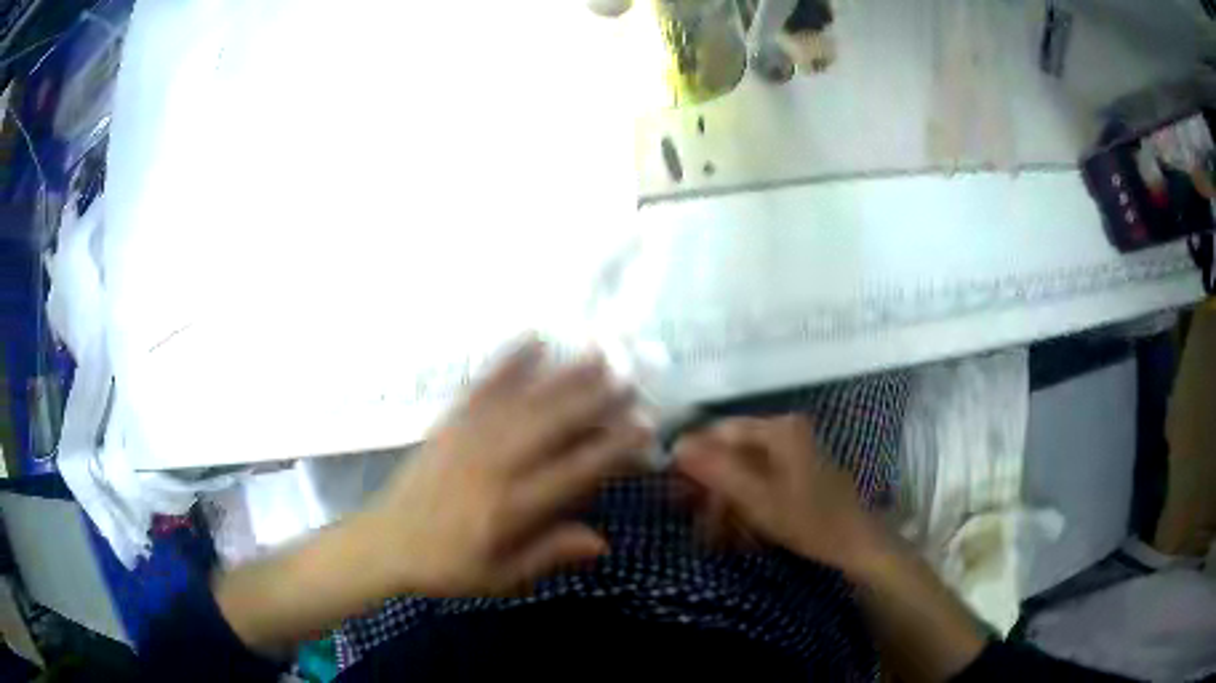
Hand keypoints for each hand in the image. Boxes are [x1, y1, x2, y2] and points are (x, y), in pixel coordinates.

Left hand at [361, 340, 652, 596]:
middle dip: (596, 400)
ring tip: (597, 353)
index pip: (572, 472)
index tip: (643, 428)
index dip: (612, 448)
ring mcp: (469, 438)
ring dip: (564, 375)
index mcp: (510, 508)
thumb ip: (549, 555)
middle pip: (552, 426)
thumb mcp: (502, 578)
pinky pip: (483, 387)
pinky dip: (509, 361)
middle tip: (630, 379)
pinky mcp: (450, 423)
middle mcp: (493, 466)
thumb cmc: (448, 566)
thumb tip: (602, 542)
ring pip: (525, 401)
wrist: (387, 542)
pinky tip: (533, 340)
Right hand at [674, 415, 883, 571]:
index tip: (670, 484)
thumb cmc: (810, 520)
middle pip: (732, 452)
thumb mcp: (758, 499)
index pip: (721, 431)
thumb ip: (717, 471)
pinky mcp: (796, 474)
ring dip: (724, 502)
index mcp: (779, 430)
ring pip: (743, 471)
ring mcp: (793, 454)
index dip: (693, 455)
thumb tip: (676, 446)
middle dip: (710, 486)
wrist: (857, 544)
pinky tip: (734, 533)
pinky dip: (743, 506)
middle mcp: (785, 433)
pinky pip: (758, 483)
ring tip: (710, 533)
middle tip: (688, 515)